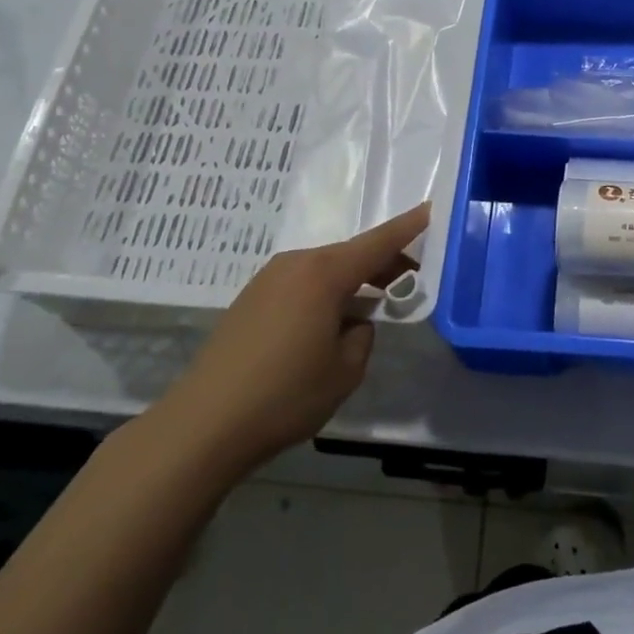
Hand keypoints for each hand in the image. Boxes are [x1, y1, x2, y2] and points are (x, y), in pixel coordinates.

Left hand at [156, 204, 429, 476]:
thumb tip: (354, 322)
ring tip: (369, 306)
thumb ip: (363, 335)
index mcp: (323, 275)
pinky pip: (300, 284)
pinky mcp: (250, 300)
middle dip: (381, 263)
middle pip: (349, 254)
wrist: (204, 424)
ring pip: (323, 269)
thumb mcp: (345, 371)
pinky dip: (324, 292)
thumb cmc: (285, 395)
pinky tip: (327, 324)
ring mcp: (267, 281)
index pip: (377, 244)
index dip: (407, 228)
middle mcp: (295, 265)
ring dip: (351, 280)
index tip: (429, 209)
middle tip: (408, 281)